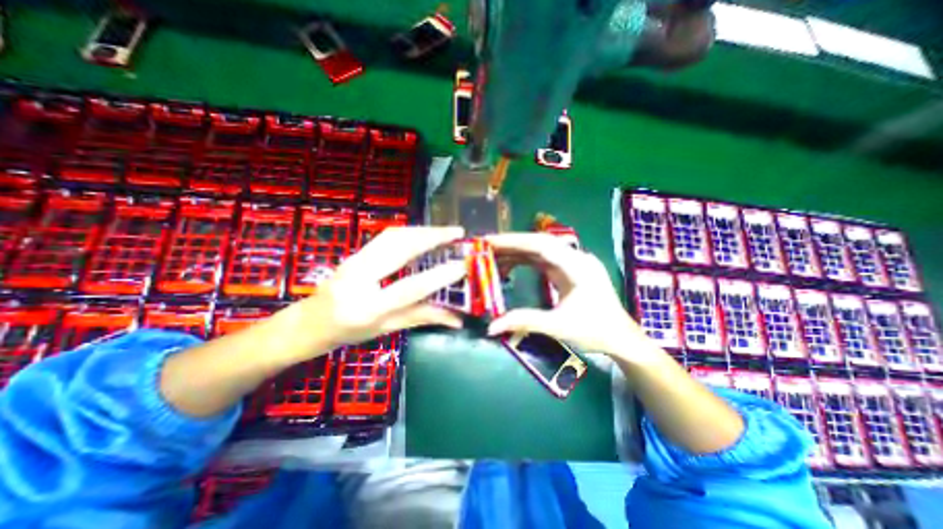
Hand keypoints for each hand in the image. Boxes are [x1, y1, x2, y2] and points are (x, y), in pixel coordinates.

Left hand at [284, 225, 465, 354]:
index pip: (412, 287)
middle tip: (457, 233)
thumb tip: (457, 318)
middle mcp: (359, 278)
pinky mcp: (355, 252)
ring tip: (444, 231)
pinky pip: (386, 236)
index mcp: (369, 307)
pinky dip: (409, 231)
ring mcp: (354, 261)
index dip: (440, 275)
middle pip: (400, 248)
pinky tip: (422, 232)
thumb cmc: (347, 333)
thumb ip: (422, 317)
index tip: (463, 264)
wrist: (308, 323)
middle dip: (432, 236)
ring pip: (393, 236)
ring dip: (422, 230)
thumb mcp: (387, 329)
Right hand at [490, 233, 657, 360]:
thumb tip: (492, 327)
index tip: (490, 241)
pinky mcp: (569, 271)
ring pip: (541, 250)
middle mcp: (575, 258)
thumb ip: (524, 321)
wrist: (621, 338)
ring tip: (493, 256)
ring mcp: (573, 263)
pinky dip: (525, 261)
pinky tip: (510, 265)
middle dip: (512, 244)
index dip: (514, 241)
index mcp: (577, 266)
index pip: (541, 245)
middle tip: (486, 247)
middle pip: (539, 243)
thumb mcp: (558, 326)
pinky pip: (544, 260)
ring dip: (517, 252)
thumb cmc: (595, 331)